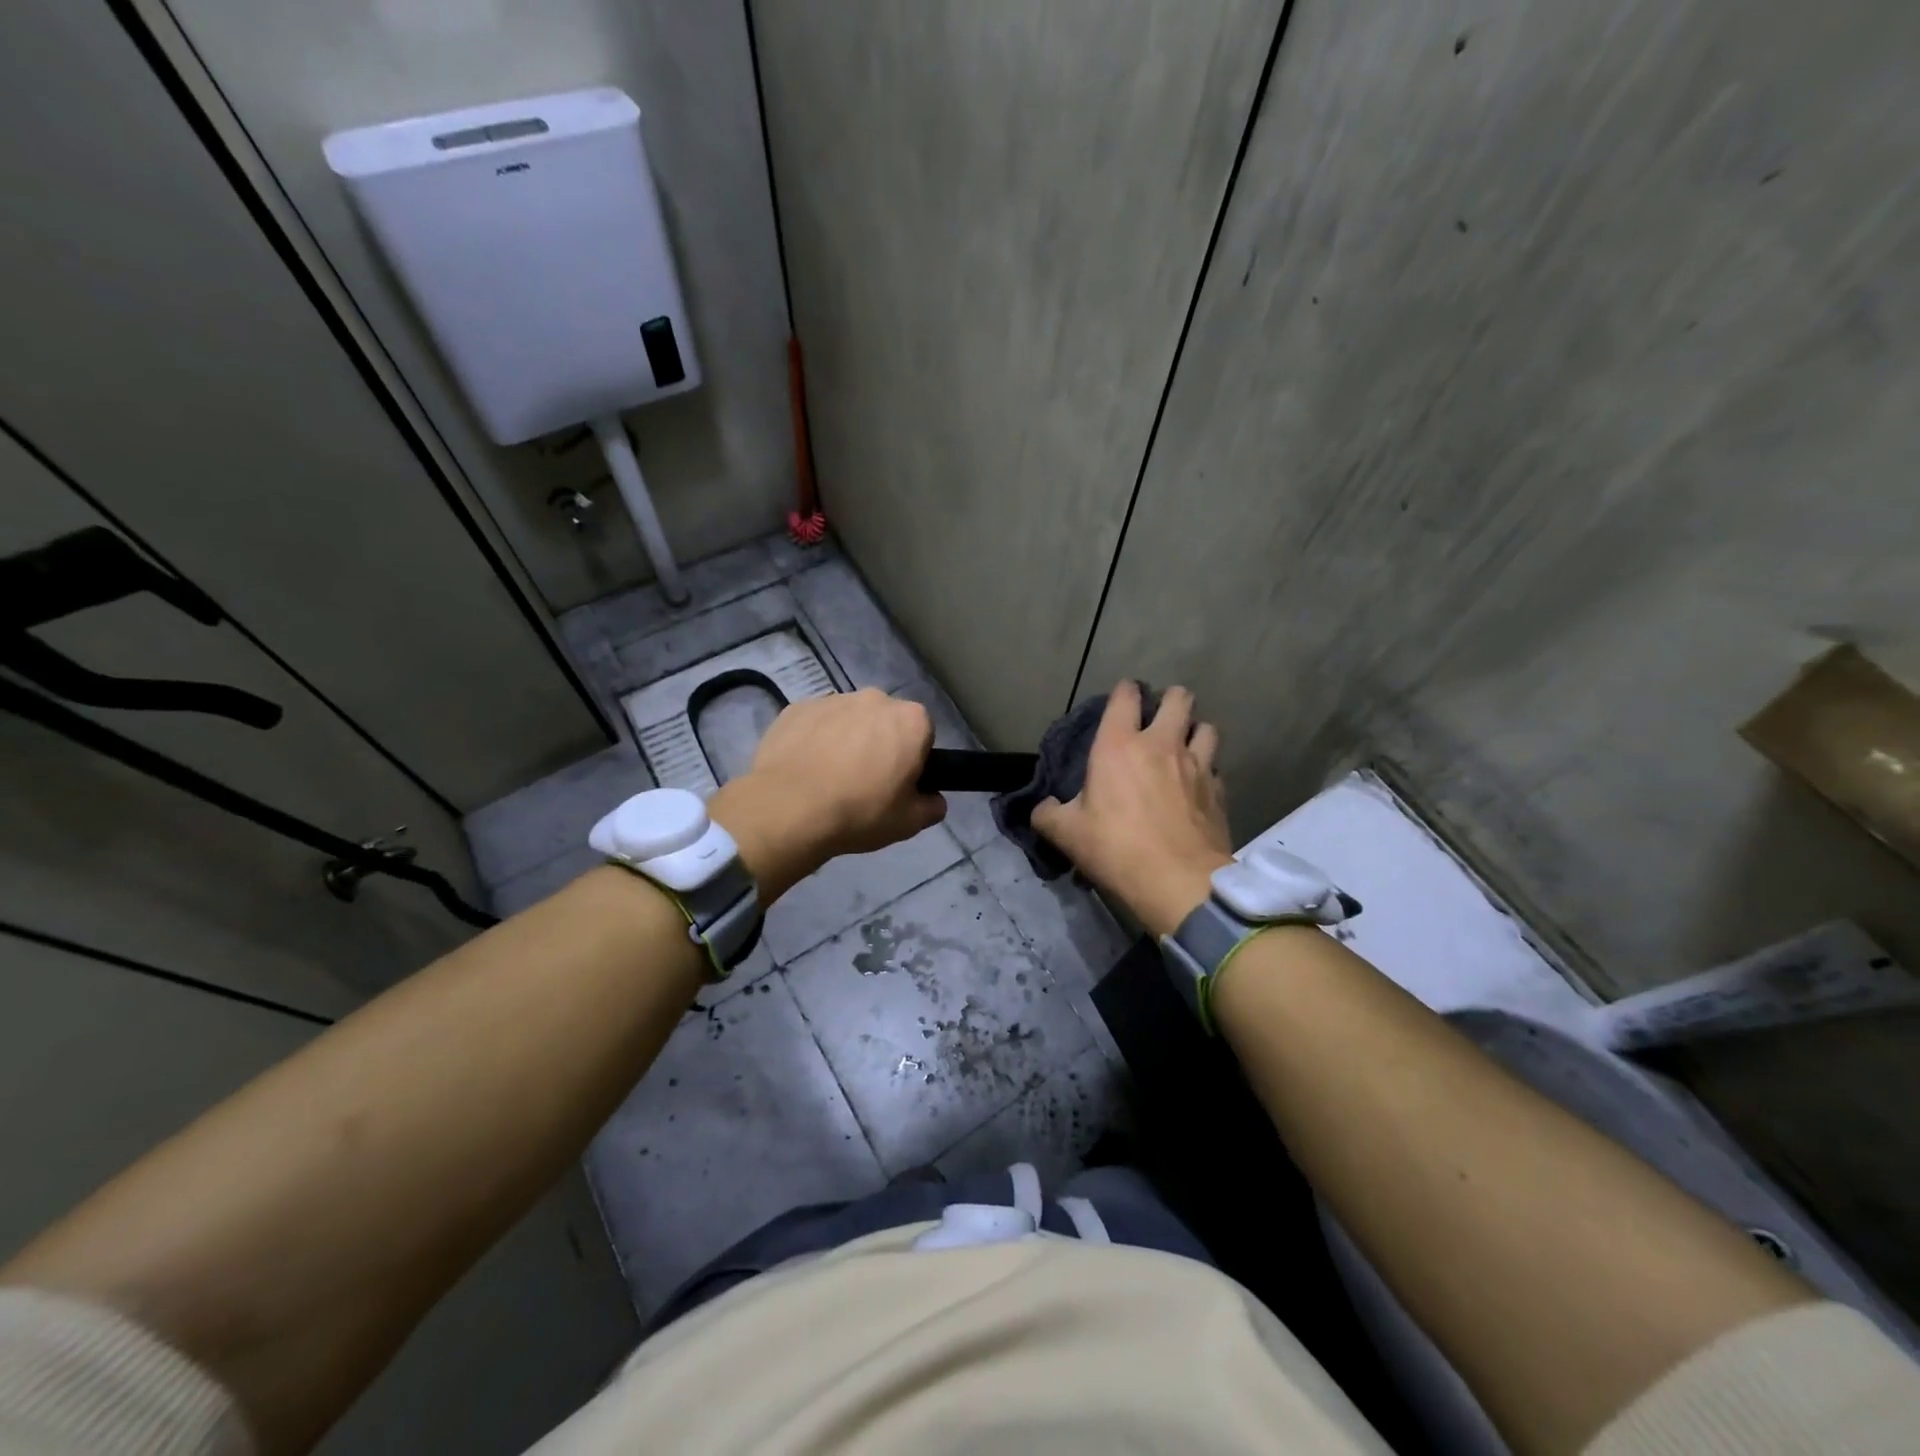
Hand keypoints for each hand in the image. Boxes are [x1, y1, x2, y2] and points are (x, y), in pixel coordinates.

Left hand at [709, 688, 944, 901]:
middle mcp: (875, 699)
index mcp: (911, 720)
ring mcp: (833, 699)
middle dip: (880, 743)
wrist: (788, 809)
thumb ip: (932, 807)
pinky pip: (816, 723)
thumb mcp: (909, 823)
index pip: (924, 734)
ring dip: (847, 739)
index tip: (899, 783)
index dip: (914, 759)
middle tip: (865, 782)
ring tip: (830, 777)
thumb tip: (933, 799)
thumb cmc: (859, 812)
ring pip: (849, 719)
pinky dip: (815, 740)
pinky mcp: (797, 708)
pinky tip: (805, 770)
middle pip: (886, 721)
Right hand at [1032, 681, 1232, 937]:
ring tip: (1185, 746)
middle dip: (1170, 700)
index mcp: (1119, 745)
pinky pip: (1216, 767)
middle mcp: (1162, 744)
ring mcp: (1197, 765)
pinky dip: (1207, 769)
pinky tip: (1197, 785)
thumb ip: (1048, 815)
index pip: (1125, 696)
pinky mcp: (1218, 791)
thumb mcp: (1066, 834)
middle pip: (1179, 698)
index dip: (1124, 691)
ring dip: (1194, 730)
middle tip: (1159, 717)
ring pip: (1206, 727)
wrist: (1178, 882)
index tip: (1122, 700)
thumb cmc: (1116, 849)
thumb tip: (1043, 808)